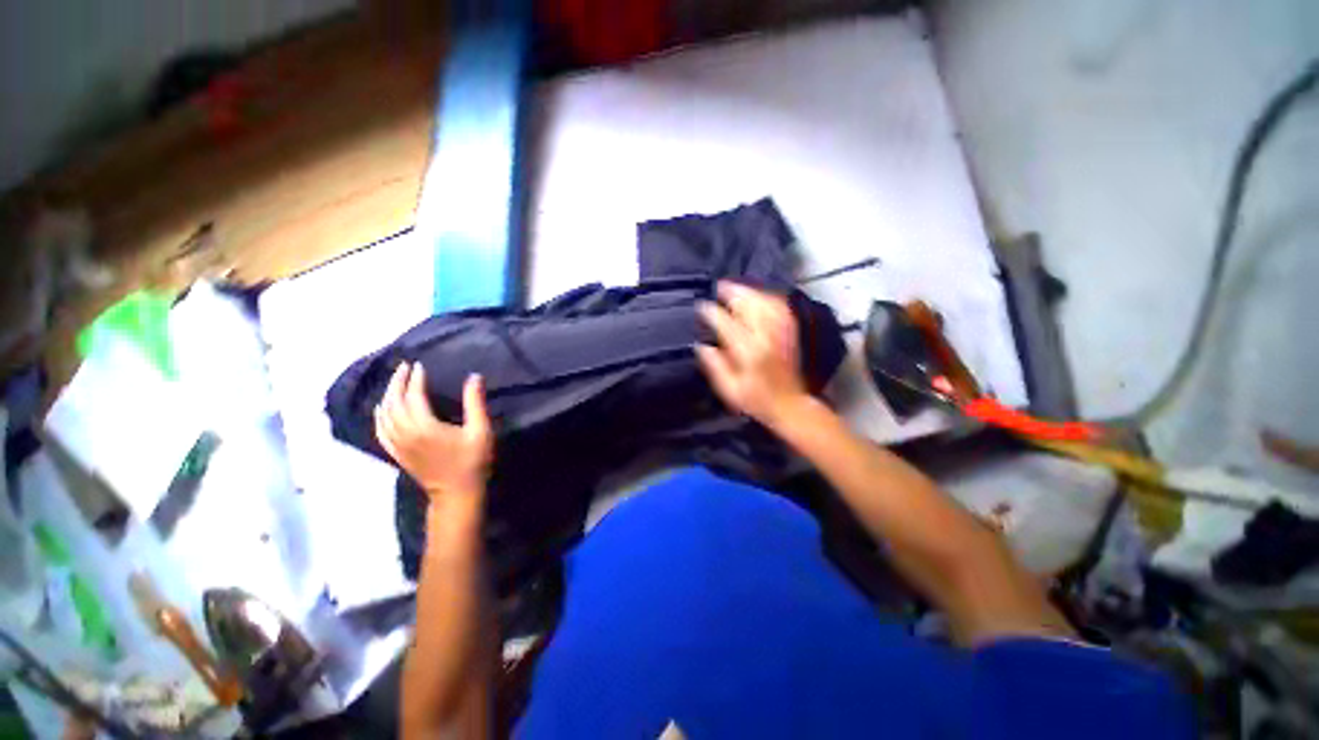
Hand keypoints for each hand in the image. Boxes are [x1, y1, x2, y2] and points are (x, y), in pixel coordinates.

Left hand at [374, 363, 493, 501]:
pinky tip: (382, 409)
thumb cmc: (472, 461)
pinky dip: (379, 416)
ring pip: (383, 415)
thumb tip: (473, 377)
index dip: (415, 379)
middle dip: (397, 383)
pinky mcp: (396, 454)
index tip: (419, 365)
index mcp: (424, 426)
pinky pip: (380, 430)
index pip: (413, 396)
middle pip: (393, 403)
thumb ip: (475, 402)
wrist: (456, 493)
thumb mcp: (480, 430)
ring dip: (387, 396)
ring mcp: (398, 445)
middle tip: (403, 367)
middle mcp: (405, 433)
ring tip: (394, 383)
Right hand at [696, 281, 809, 428]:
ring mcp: (781, 332)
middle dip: (732, 293)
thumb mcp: (730, 390)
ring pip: (765, 302)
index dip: (711, 313)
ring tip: (736, 287)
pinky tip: (759, 295)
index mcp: (748, 352)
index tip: (701, 307)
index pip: (726, 324)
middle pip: (749, 305)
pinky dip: (768, 297)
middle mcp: (766, 337)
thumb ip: (715, 366)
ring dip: (749, 292)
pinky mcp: (790, 332)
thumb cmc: (756, 400)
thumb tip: (701, 346)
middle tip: (719, 287)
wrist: (790, 405)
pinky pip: (780, 307)